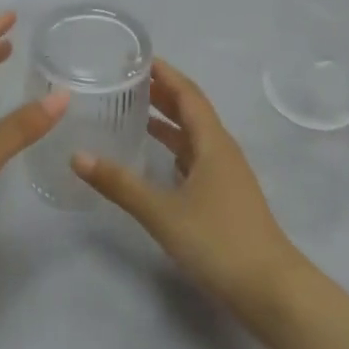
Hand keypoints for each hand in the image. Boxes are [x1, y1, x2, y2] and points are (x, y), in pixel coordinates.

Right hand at [72, 59, 303, 321]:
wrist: (271, 290)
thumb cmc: (219, 241)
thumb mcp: (163, 212)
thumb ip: (120, 184)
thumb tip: (78, 156)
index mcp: (212, 142)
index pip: (187, 93)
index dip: (164, 73)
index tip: (135, 57)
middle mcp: (221, 150)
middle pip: (191, 110)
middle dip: (162, 92)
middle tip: (125, 81)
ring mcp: (226, 174)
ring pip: (193, 135)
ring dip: (167, 120)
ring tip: (133, 111)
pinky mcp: (225, 196)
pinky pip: (195, 158)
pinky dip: (173, 148)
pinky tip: (155, 157)